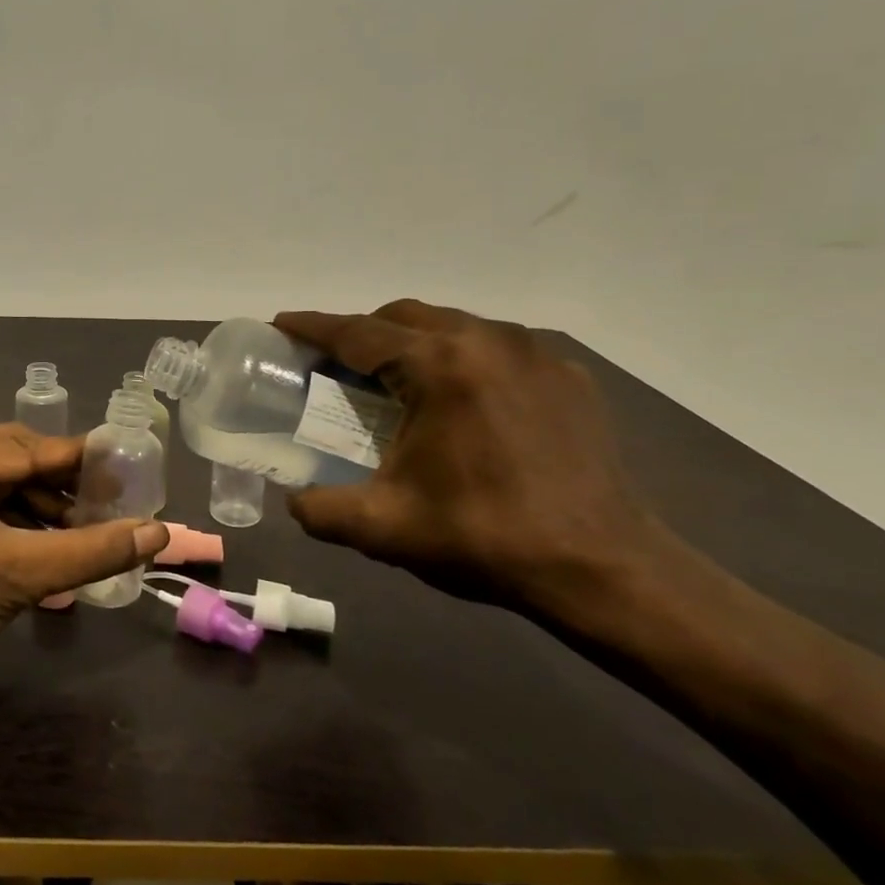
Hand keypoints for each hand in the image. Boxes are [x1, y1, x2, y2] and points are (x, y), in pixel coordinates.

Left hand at [0, 424, 167, 664]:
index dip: (83, 462)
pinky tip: (61, 541)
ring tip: (94, 531)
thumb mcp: (21, 573)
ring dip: (51, 507)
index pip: (28, 449)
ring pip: (11, 480)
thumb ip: (92, 550)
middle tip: (115, 504)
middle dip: (66, 489)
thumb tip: (156, 533)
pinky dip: (27, 520)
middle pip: (20, 460)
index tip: (132, 469)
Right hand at [275, 300, 670, 615]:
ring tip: (398, 381)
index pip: (357, 332)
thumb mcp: (384, 528)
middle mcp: (486, 339)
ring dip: (414, 342)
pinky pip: (497, 348)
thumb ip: (320, 511)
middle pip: (404, 316)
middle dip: (363, 331)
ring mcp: (533, 352)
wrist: (602, 568)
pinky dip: (463, 360)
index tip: (282, 323)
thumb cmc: (485, 537)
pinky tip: (463, 402)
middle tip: (337, 365)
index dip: (313, 326)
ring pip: (453, 325)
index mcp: (438, 366)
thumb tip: (293, 502)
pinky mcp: (566, 374)